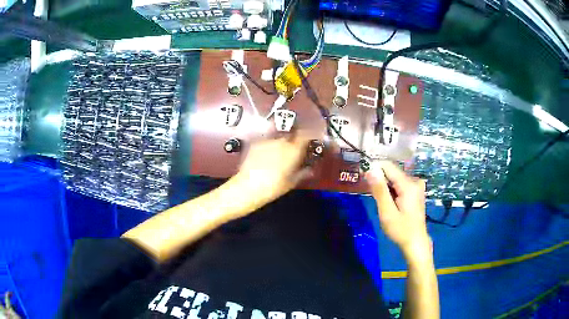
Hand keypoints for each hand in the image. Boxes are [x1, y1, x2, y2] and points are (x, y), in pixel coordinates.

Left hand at [231, 134, 311, 209]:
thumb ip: (303, 172)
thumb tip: (310, 169)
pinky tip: (266, 157)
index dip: (310, 134)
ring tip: (279, 156)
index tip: (312, 138)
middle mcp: (281, 141)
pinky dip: (270, 147)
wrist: (247, 187)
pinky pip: (267, 142)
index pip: (306, 134)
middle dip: (295, 141)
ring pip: (279, 138)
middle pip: (292, 136)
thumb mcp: (291, 182)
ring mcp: (267, 141)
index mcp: (293, 150)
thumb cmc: (273, 187)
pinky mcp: (256, 143)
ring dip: (281, 144)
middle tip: (295, 152)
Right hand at [366, 161, 430, 259]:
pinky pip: (400, 184)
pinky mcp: (415, 191)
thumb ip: (379, 190)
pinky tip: (389, 202)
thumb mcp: (387, 212)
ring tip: (380, 201)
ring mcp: (416, 186)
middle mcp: (414, 181)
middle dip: (379, 179)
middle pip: (392, 172)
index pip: (388, 166)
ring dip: (384, 186)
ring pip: (395, 178)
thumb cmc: (401, 230)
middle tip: (371, 195)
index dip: (374, 168)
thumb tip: (370, 169)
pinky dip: (391, 190)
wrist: (415, 242)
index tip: (363, 177)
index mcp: (408, 184)